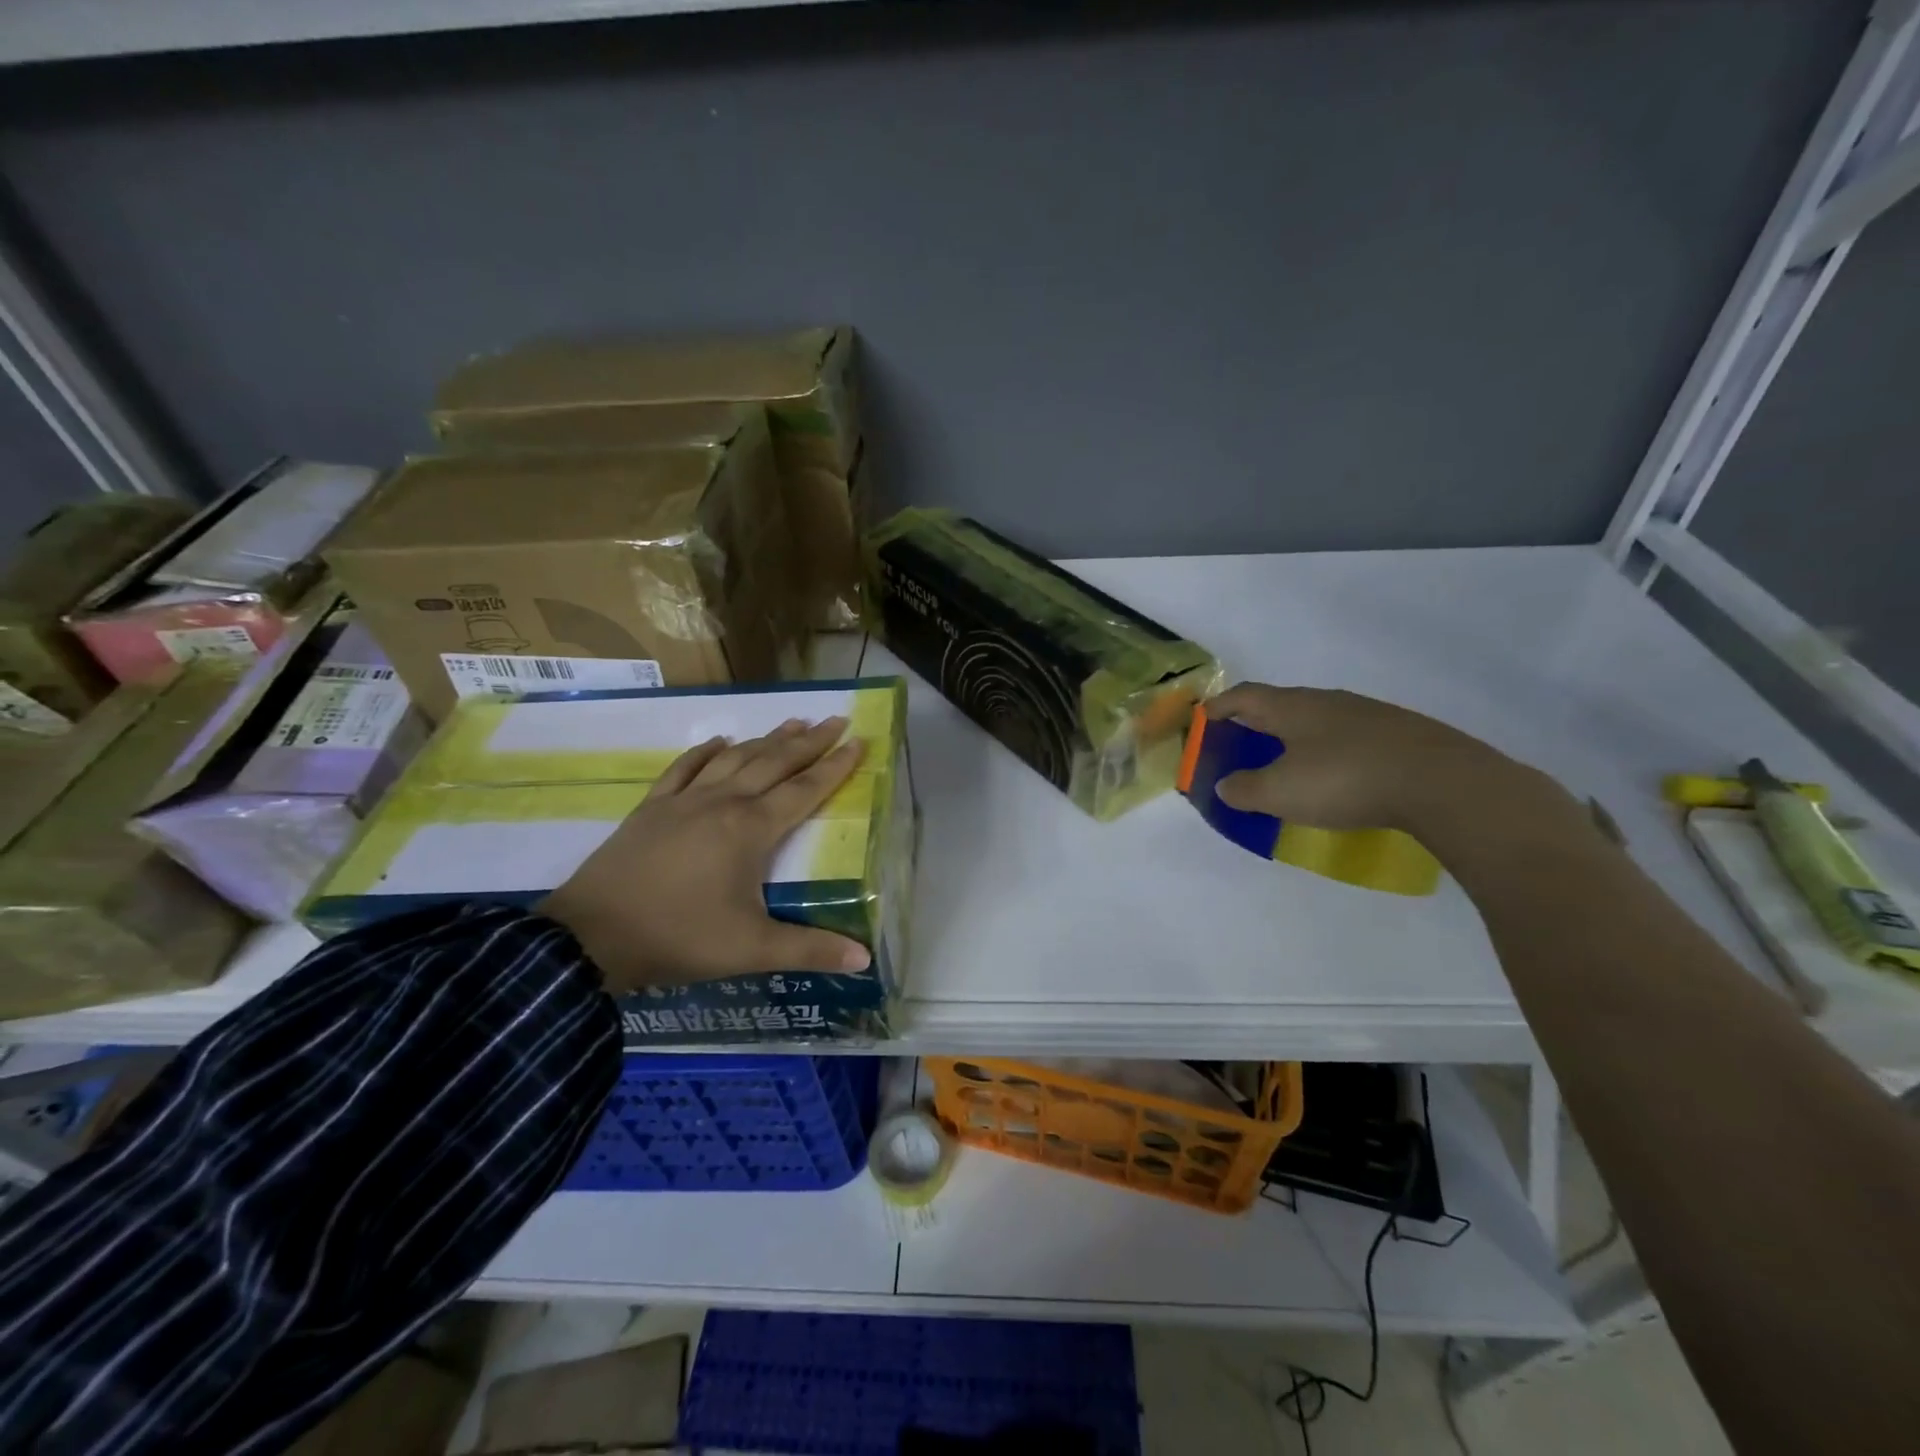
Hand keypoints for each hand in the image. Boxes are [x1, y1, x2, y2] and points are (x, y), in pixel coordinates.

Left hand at [536, 716, 871, 993]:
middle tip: (835, 720)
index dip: (835, 766)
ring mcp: (683, 801)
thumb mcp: (750, 950)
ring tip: (792, 722)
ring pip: (734, 758)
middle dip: (809, 741)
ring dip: (766, 739)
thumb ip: (810, 950)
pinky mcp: (651, 808)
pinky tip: (719, 741)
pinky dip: (706, 751)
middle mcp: (722, 803)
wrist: (590, 936)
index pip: (804, 790)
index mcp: (751, 830)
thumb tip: (864, 958)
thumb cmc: (678, 937)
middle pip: (774, 763)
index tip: (859, 741)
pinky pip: (685, 768)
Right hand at [1204, 683, 1538, 836]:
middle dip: (1255, 722)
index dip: (1219, 707)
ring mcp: (1367, 714)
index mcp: (1291, 707)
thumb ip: (1245, 789)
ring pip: (1317, 720)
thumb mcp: (1281, 792)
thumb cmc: (1345, 780)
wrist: (1441, 781)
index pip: (1243, 697)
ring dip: (1294, 737)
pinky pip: (1348, 737)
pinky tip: (1337, 775)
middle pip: (1279, 705)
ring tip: (1287, 762)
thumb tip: (1224, 785)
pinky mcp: (1398, 733)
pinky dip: (1328, 751)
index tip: (1203, 719)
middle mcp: (1326, 701)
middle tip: (1240, 743)